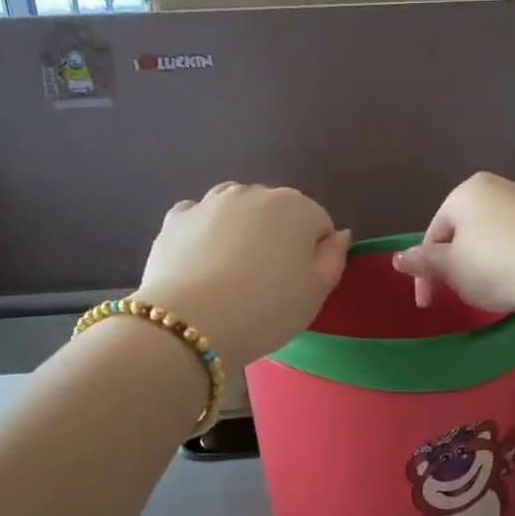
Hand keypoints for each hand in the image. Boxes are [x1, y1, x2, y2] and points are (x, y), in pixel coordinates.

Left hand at [138, 184, 350, 364]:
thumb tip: (338, 234)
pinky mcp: (176, 219)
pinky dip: (203, 234)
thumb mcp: (317, 292)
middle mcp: (253, 192)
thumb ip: (335, 257)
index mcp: (296, 206)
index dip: (316, 254)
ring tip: (232, 272)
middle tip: (268, 282)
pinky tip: (201, 264)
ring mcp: (210, 202)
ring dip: (240, 230)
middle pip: (277, 212)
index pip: (319, 223)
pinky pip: (199, 220)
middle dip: (277, 237)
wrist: (192, 323)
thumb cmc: (268, 309)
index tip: (303, 283)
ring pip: (236, 210)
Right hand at [392, 173, 514, 314]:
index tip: (428, 302)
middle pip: (464, 232)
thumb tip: (398, 258)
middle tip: (458, 296)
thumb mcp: (452, 268)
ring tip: (489, 292)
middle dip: (456, 265)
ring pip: (492, 237)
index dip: (425, 271)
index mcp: (467, 191)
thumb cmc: (497, 265)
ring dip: (483, 265)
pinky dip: (510, 261)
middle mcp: (499, 187)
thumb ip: (424, 262)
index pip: (434, 233)